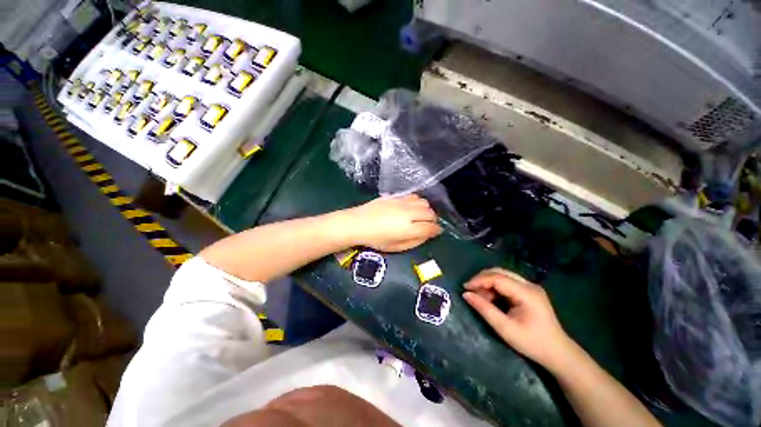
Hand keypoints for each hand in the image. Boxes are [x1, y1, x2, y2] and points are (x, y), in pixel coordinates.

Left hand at [343, 195, 441, 251]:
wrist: (358, 223)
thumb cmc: (376, 239)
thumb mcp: (396, 247)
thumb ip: (415, 241)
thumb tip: (427, 235)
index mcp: (409, 228)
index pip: (431, 227)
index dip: (436, 230)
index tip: (436, 232)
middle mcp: (409, 213)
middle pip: (430, 213)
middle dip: (433, 220)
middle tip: (428, 225)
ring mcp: (403, 203)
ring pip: (424, 203)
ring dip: (426, 209)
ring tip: (421, 215)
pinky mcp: (396, 197)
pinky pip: (413, 196)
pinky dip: (417, 202)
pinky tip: (412, 207)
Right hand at [463, 268, 576, 370]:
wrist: (558, 353)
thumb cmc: (532, 343)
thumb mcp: (505, 329)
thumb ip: (485, 309)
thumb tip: (466, 295)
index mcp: (526, 293)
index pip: (497, 278)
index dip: (479, 280)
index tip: (465, 288)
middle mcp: (529, 285)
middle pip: (500, 272)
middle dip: (482, 279)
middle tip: (470, 291)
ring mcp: (531, 287)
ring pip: (502, 275)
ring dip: (488, 283)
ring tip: (481, 297)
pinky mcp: (529, 291)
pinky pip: (507, 282)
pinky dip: (495, 287)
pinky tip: (492, 298)